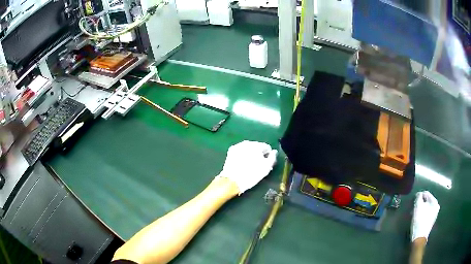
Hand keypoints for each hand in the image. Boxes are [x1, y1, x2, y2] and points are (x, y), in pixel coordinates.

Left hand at [216, 140, 277, 193]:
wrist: (233, 180)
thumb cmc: (252, 174)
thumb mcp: (266, 168)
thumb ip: (273, 158)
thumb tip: (274, 152)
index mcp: (257, 145)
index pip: (267, 147)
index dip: (268, 156)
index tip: (266, 164)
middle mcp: (247, 142)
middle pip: (257, 146)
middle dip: (258, 154)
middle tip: (257, 165)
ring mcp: (238, 145)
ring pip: (248, 148)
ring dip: (250, 154)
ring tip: (249, 165)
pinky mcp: (231, 151)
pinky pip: (240, 151)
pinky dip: (242, 155)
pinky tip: (242, 163)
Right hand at [411, 191, 439, 241]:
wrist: (419, 238)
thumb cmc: (419, 221)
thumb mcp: (417, 206)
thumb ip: (418, 197)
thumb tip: (418, 194)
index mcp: (435, 202)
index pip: (426, 194)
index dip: (419, 196)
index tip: (412, 200)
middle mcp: (436, 207)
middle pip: (426, 201)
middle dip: (419, 203)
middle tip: (412, 207)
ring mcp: (434, 215)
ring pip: (425, 208)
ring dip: (419, 209)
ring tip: (413, 213)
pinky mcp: (430, 221)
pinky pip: (425, 214)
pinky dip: (421, 214)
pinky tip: (416, 218)